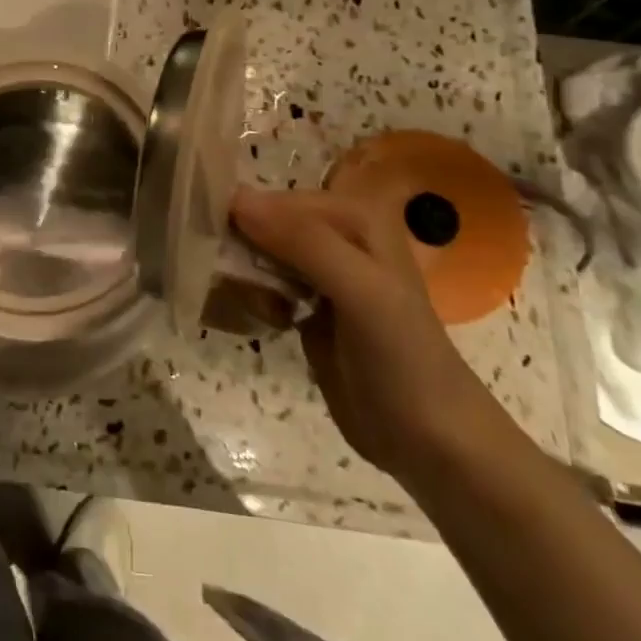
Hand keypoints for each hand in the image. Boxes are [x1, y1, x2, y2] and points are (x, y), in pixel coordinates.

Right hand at [231, 181, 507, 486]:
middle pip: (263, 223)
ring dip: (243, 278)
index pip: (276, 199)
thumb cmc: (402, 357)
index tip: (209, 243)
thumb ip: (302, 241)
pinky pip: (262, 286)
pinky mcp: (305, 306)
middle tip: (233, 284)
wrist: (431, 441)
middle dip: (240, 250)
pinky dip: (252, 299)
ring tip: (258, 309)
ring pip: (257, 254)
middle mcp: (335, 233)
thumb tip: (235, 199)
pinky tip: (265, 321)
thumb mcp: (360, 290)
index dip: (241, 216)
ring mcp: (319, 272)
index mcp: (355, 215)